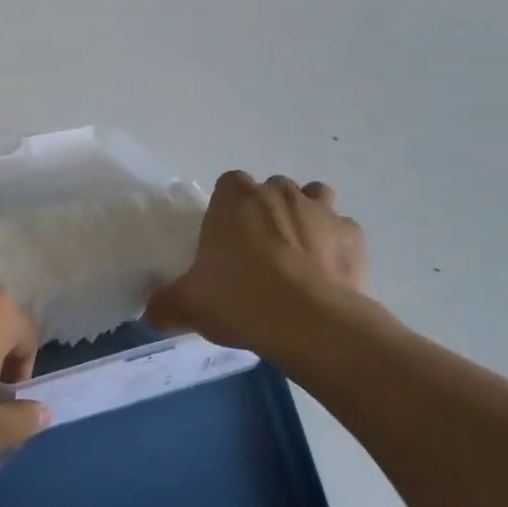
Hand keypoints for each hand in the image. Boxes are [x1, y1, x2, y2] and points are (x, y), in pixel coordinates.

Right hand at [148, 172, 368, 362]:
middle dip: (268, 211)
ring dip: (307, 216)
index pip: (229, 184)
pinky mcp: (354, 238)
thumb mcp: (187, 304)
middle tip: (258, 251)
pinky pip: (343, 231)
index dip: (227, 208)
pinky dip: (337, 246)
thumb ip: (166, 303)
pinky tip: (327, 274)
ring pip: (315, 197)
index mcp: (234, 198)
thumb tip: (153, 312)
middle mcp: (278, 193)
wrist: (309, 322)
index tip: (225, 237)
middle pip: (272, 188)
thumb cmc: (239, 298)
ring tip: (297, 253)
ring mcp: (321, 211)